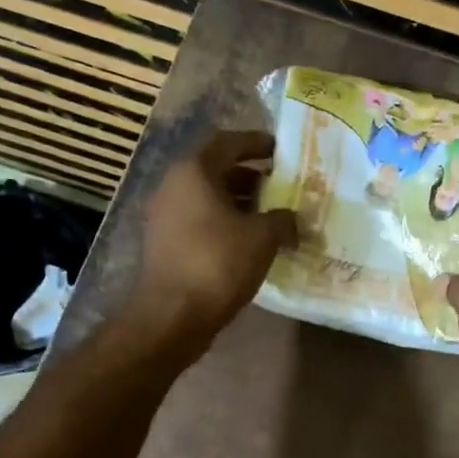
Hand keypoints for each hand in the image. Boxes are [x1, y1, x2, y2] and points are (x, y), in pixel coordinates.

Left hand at [128, 130, 295, 347]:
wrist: (173, 315)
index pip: (227, 142)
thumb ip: (283, 220)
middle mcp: (174, 186)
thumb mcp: (263, 237)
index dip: (256, 143)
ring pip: (209, 198)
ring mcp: (166, 216)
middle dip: (251, 177)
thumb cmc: (218, 263)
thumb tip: (292, 219)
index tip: (281, 150)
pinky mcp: (167, 244)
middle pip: (217, 170)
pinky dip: (227, 224)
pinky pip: (202, 222)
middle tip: (282, 186)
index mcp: (194, 171)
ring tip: (272, 216)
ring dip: (240, 203)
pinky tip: (251, 242)